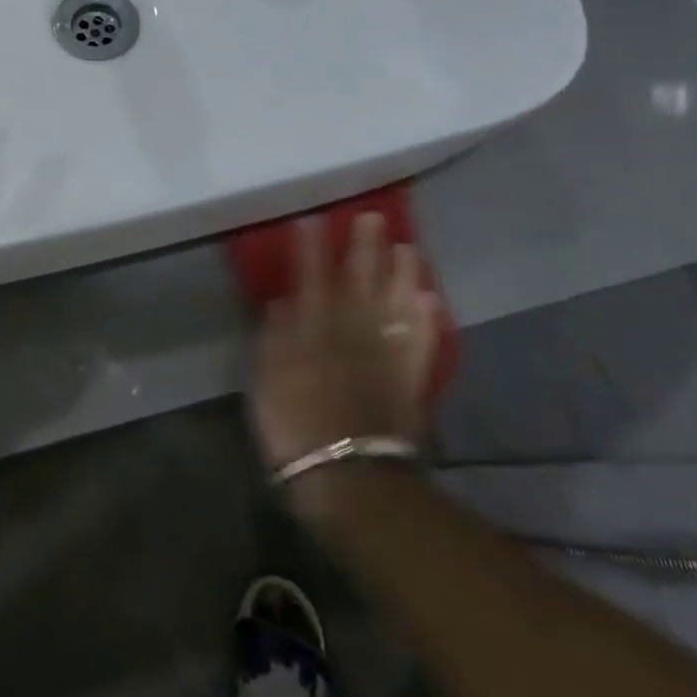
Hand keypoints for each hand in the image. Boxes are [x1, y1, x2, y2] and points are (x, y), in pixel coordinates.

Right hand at [248, 213, 438, 473]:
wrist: (348, 479)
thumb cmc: (293, 429)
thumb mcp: (266, 382)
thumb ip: (274, 338)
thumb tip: (282, 302)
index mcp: (312, 331)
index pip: (310, 279)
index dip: (311, 249)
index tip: (312, 221)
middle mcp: (352, 333)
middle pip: (359, 283)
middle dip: (364, 249)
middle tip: (371, 218)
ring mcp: (385, 355)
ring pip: (396, 305)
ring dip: (402, 275)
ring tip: (408, 247)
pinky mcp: (409, 379)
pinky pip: (421, 343)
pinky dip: (426, 321)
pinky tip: (430, 300)